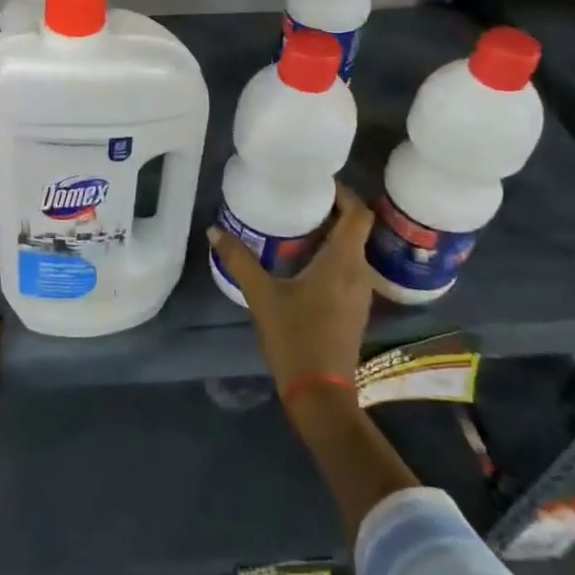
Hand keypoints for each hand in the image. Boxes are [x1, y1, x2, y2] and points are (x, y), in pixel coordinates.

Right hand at [208, 185, 374, 399]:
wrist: (320, 392)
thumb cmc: (295, 337)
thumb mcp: (261, 295)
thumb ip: (239, 260)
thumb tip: (214, 231)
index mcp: (342, 262)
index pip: (359, 214)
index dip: (345, 193)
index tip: (318, 182)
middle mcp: (359, 272)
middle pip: (357, 229)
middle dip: (332, 211)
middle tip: (300, 199)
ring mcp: (360, 293)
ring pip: (353, 250)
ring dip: (331, 235)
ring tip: (298, 226)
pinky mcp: (355, 309)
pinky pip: (348, 269)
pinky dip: (331, 256)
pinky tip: (303, 263)